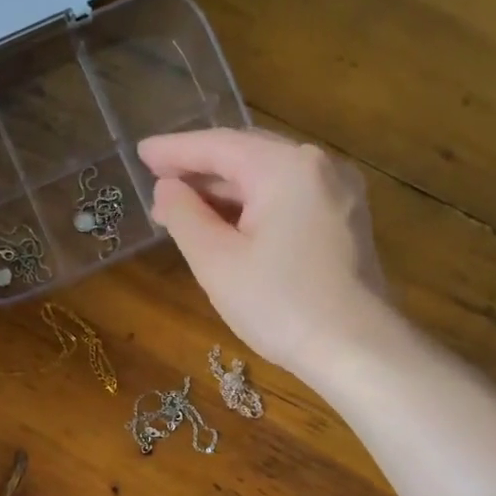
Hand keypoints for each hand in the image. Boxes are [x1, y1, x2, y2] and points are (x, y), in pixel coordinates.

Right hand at [142, 128, 392, 378]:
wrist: (356, 349)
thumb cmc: (279, 304)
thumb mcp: (217, 261)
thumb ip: (184, 216)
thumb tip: (167, 188)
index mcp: (286, 167)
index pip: (219, 145)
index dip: (175, 150)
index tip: (140, 152)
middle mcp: (319, 166)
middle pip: (247, 155)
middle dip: (200, 169)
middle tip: (156, 180)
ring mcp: (338, 192)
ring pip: (269, 179)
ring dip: (225, 191)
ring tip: (183, 208)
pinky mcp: (344, 221)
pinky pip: (288, 199)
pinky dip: (253, 206)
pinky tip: (227, 224)